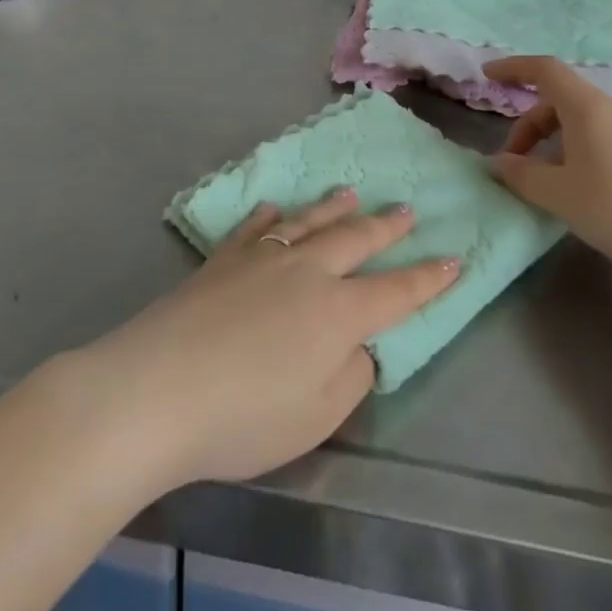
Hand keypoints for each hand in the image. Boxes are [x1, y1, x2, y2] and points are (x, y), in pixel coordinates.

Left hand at [62, 189, 457, 494]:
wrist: (155, 390)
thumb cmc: (244, 417)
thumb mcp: (316, 417)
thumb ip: (350, 377)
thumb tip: (359, 345)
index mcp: (339, 312)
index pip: (398, 291)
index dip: (430, 278)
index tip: (456, 258)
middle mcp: (307, 272)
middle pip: (356, 241)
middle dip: (387, 227)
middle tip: (407, 209)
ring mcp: (262, 259)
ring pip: (308, 223)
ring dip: (334, 208)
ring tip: (351, 193)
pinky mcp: (221, 260)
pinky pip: (253, 229)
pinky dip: (268, 216)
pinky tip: (272, 206)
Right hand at [483, 55, 611, 274]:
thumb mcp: (559, 194)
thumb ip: (522, 174)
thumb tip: (501, 163)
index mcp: (588, 108)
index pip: (545, 70)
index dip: (513, 67)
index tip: (487, 75)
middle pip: (560, 101)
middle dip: (529, 125)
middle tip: (514, 163)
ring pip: (583, 122)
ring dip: (553, 142)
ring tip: (544, 182)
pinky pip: (603, 139)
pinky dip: (578, 152)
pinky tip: (579, 190)